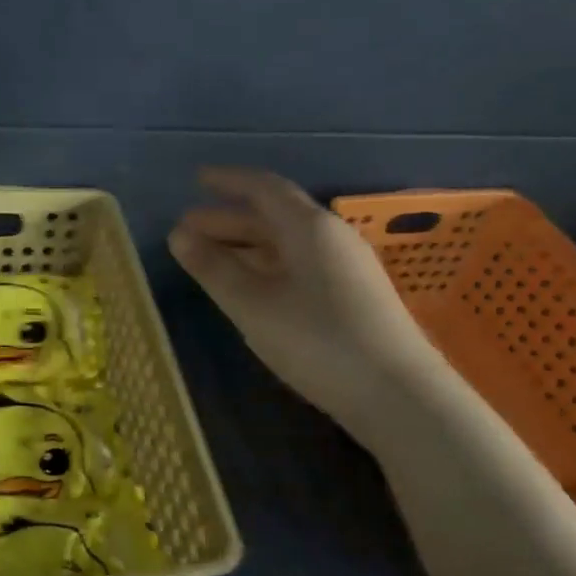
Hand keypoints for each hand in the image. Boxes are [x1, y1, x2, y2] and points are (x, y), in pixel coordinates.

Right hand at [170, 168, 431, 443]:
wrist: (397, 395)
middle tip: (187, 230)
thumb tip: (178, 234)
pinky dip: (267, 266)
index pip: (264, 188)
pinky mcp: (353, 297)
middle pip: (274, 216)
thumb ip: (214, 268)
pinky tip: (251, 288)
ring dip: (246, 245)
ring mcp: (346, 268)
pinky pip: (299, 265)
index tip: (196, 180)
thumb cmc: (317, 341)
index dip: (228, 181)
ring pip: (287, 244)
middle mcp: (331, 238)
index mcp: (309, 227)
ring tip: (209, 259)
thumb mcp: (253, 305)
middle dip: (228, 219)